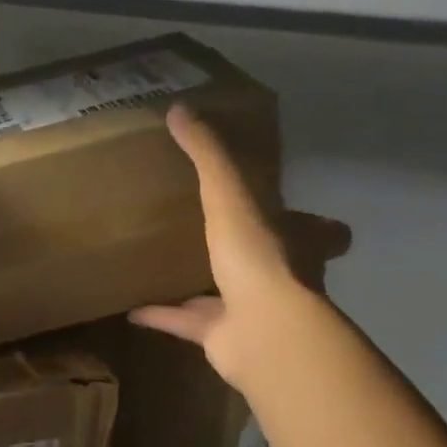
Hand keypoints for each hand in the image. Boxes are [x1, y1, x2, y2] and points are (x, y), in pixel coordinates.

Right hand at [130, 106, 348, 392]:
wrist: (260, 329)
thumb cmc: (256, 255)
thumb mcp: (230, 193)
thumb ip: (207, 154)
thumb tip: (180, 109)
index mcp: (294, 241)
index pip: (315, 229)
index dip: (311, 222)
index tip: (294, 213)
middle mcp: (279, 277)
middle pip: (270, 263)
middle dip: (249, 252)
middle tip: (219, 235)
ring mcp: (251, 311)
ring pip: (224, 294)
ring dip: (198, 284)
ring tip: (166, 267)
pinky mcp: (221, 338)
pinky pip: (187, 323)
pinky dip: (162, 316)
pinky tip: (131, 309)